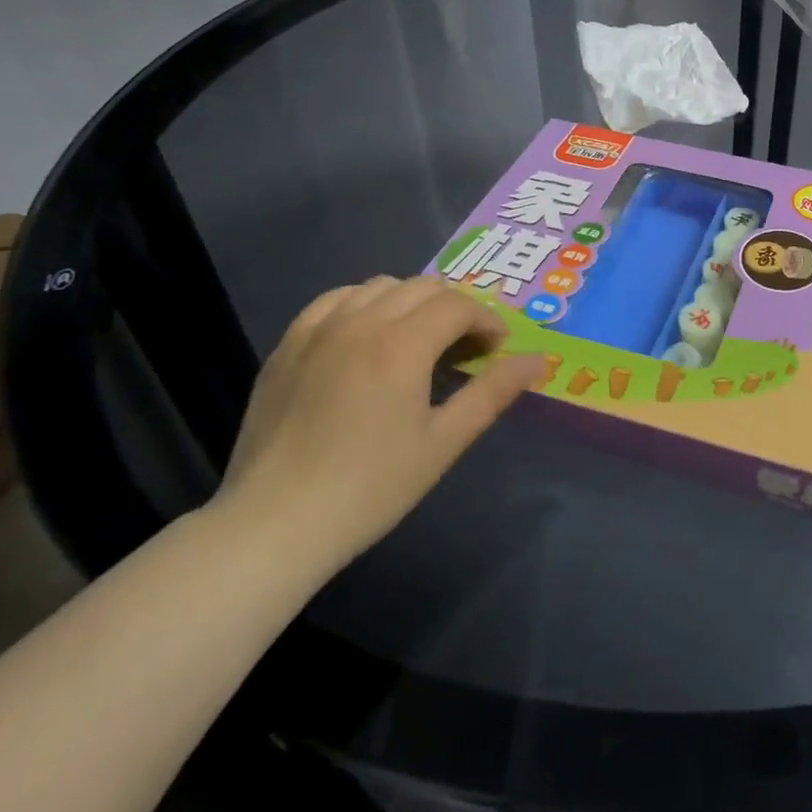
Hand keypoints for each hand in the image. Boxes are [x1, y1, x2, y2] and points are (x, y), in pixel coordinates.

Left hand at [212, 276, 543, 572]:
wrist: (272, 525)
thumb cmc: (370, 488)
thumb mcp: (443, 443)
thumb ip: (492, 392)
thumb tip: (539, 361)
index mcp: (402, 344)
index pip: (458, 305)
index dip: (486, 321)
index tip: (496, 350)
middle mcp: (361, 322)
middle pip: (423, 287)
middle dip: (454, 308)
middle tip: (464, 347)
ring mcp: (318, 330)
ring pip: (379, 286)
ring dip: (411, 301)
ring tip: (418, 339)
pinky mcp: (287, 346)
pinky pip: (334, 300)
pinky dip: (363, 303)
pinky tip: (366, 334)